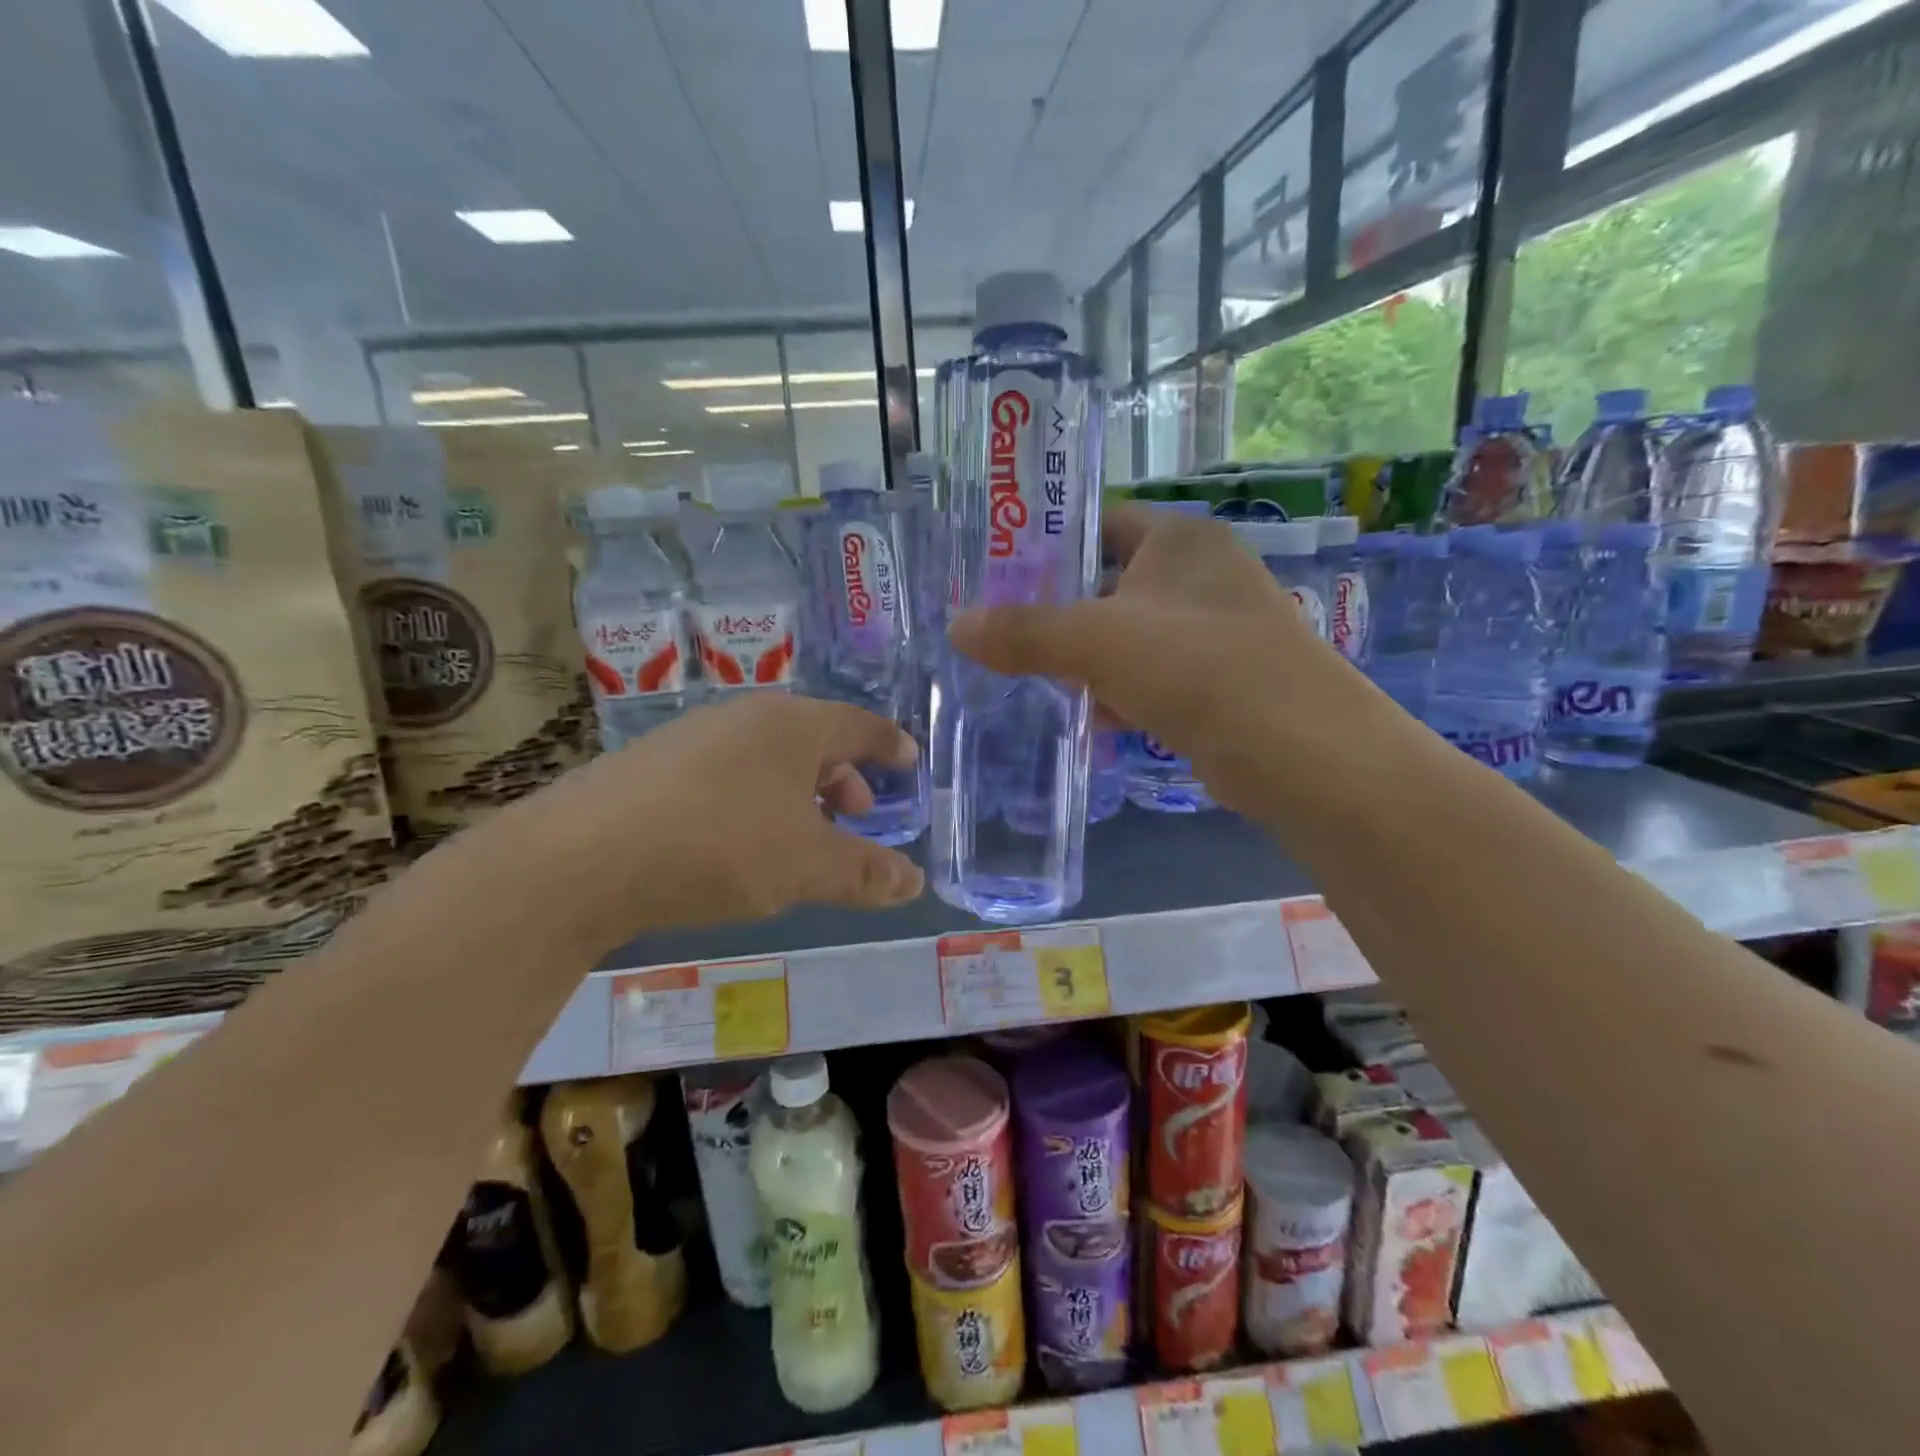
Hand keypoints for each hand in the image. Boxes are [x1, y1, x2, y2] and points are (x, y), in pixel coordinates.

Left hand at [503, 693, 924, 940]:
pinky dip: (754, 802)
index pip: (858, 725)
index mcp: (791, 725)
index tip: (908, 760)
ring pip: (766, 759)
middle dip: (843, 777)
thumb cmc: (719, 845)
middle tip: (857, 815)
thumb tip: (913, 881)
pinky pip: (727, 776)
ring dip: (798, 794)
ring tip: (802, 838)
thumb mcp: (807, 866)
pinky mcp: (653, 768)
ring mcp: (692, 739)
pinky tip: (740, 844)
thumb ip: (865, 872)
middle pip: (812, 739)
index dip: (889, 744)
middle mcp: (743, 719)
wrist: (580, 858)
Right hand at [948, 505, 1355, 817]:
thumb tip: (956, 626)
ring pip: (1129, 638)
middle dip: (1061, 614)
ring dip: (1088, 663)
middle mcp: (1202, 576)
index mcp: (1181, 540)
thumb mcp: (1097, 641)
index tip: (1001, 571)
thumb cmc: (1195, 665)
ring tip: (1038, 682)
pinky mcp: (1219, 684)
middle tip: (1006, 635)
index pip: (1104, 520)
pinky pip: (1153, 680)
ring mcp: (1214, 632)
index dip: (1054, 541)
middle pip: (1111, 584)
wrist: (1297, 751)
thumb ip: (1025, 632)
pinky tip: (1095, 721)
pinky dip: (1122, 697)